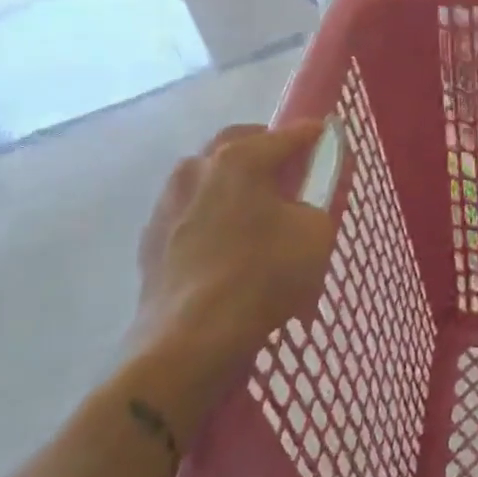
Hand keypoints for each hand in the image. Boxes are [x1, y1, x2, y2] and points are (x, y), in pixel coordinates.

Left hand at [129, 122, 337, 384]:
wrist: (188, 342)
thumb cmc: (261, 277)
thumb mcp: (315, 234)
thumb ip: (316, 202)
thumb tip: (301, 200)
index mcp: (240, 158)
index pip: (286, 135)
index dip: (312, 134)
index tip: (326, 134)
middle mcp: (198, 167)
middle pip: (238, 144)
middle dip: (265, 148)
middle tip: (287, 169)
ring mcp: (168, 202)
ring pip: (208, 176)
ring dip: (232, 181)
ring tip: (254, 207)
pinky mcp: (151, 238)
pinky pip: (190, 210)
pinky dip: (210, 213)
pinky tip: (225, 240)